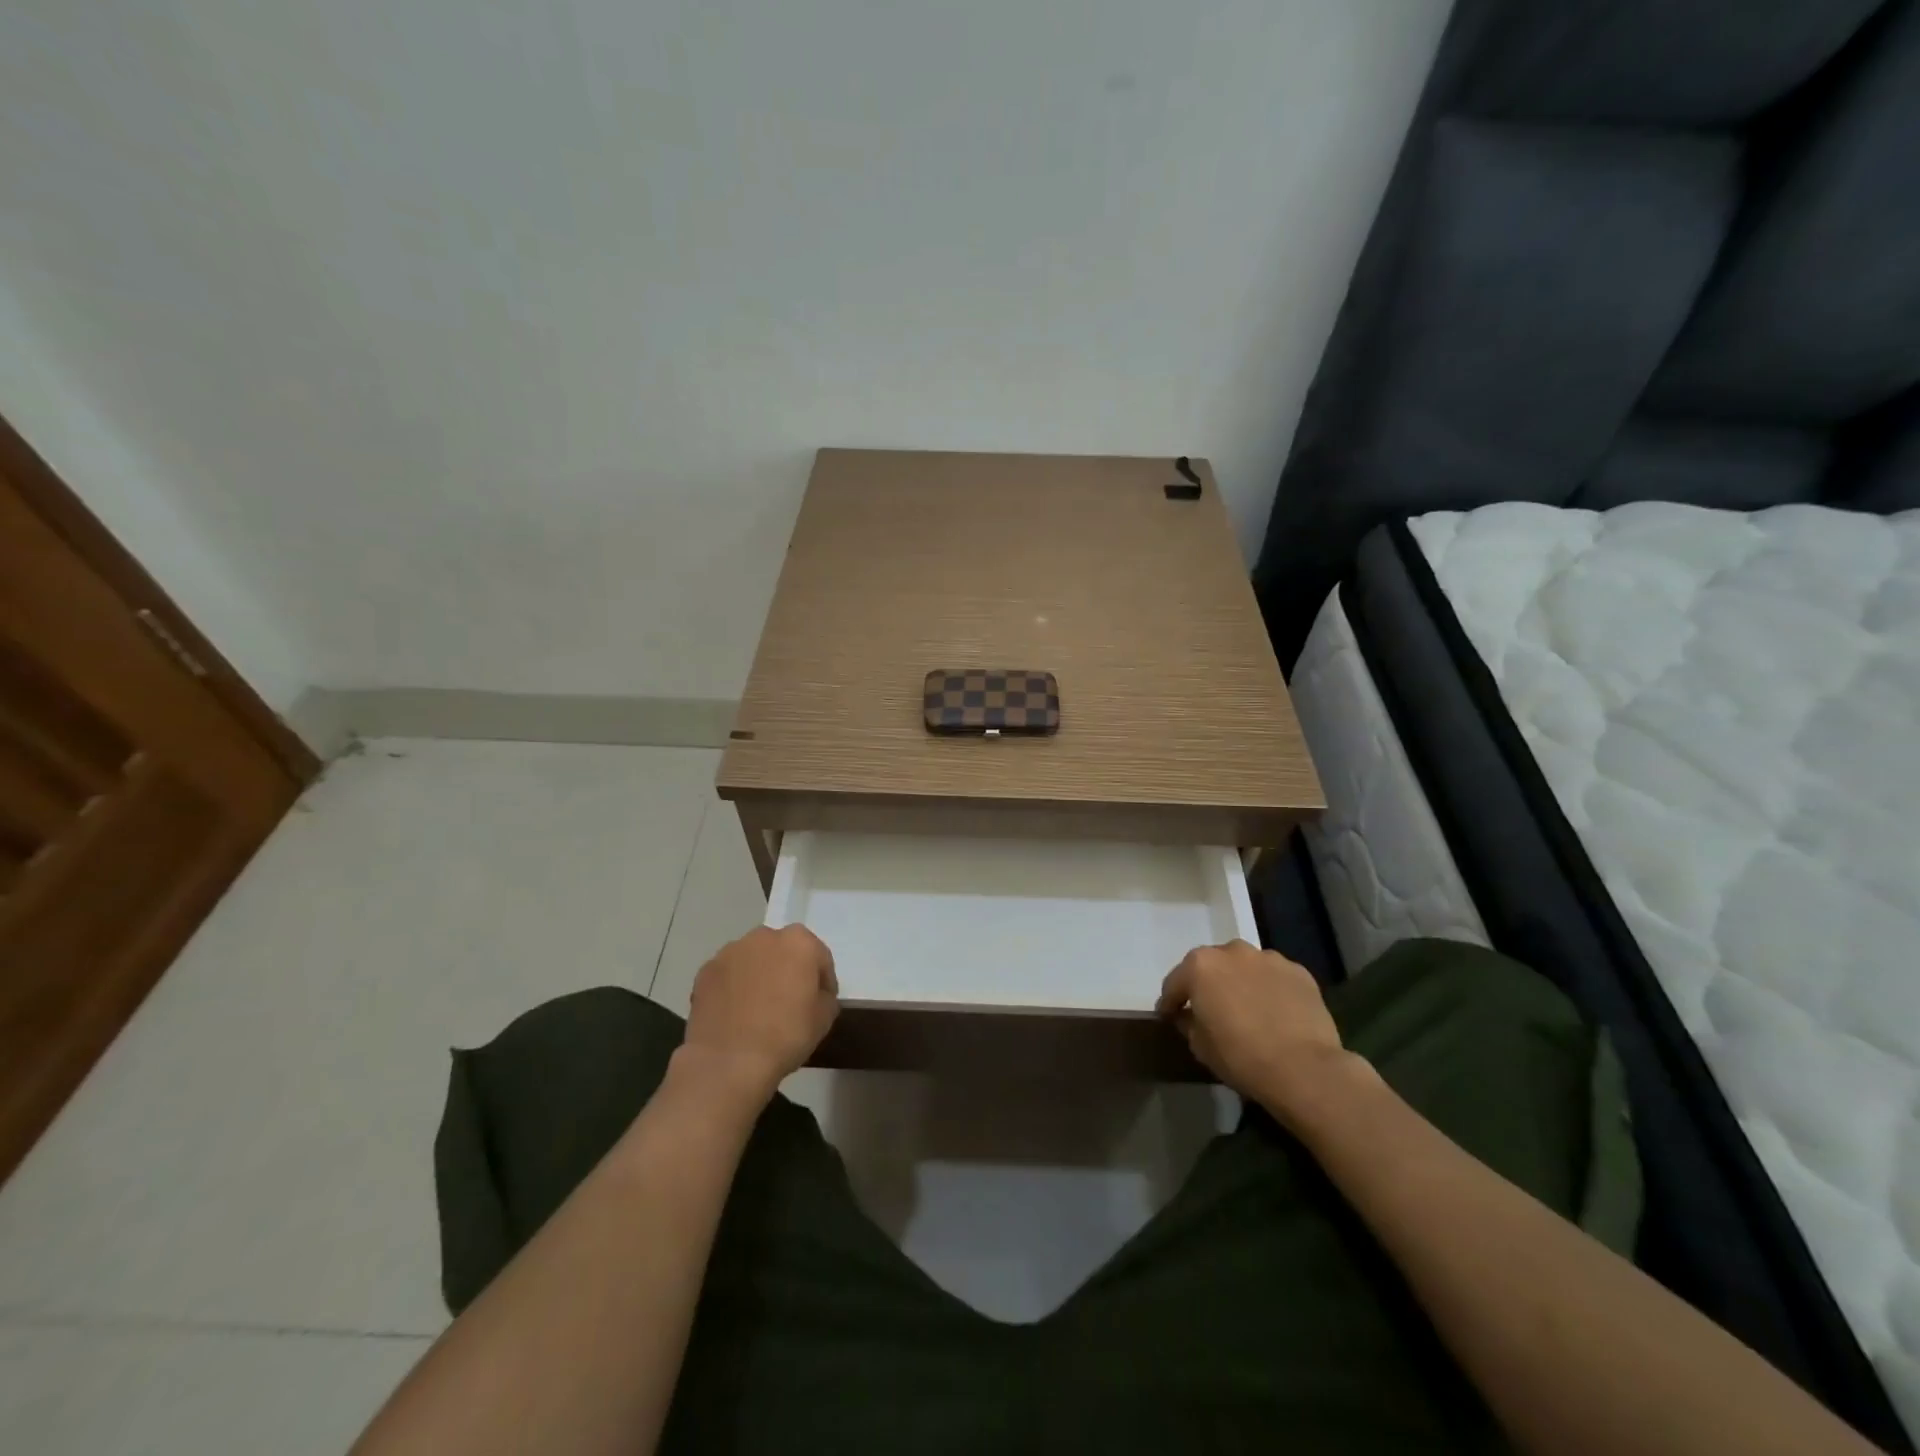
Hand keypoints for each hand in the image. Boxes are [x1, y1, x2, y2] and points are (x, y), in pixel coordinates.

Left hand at [676, 926, 838, 1108]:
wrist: (729, 1061)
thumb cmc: (786, 1035)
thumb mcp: (825, 1018)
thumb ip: (825, 996)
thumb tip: (815, 995)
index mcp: (799, 942)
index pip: (819, 957)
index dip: (823, 981)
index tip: (820, 1003)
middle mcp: (764, 936)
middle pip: (783, 951)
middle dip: (787, 970)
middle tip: (788, 1002)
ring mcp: (731, 951)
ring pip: (753, 959)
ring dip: (759, 975)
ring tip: (757, 1008)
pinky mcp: (706, 970)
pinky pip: (728, 975)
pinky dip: (733, 987)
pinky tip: (735, 1014)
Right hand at [1156, 940, 1360, 1124]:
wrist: (1304, 1069)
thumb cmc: (1241, 1057)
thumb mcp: (1200, 1047)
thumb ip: (1188, 1023)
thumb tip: (1188, 1016)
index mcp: (1200, 966)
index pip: (1175, 983)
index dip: (1170, 1002)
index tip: (1169, 1017)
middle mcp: (1232, 951)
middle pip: (1212, 967)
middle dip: (1208, 985)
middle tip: (1211, 1010)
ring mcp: (1268, 958)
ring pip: (1245, 967)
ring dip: (1241, 983)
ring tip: (1248, 1009)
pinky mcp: (1299, 972)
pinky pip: (1275, 978)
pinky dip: (1270, 989)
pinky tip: (1276, 1012)